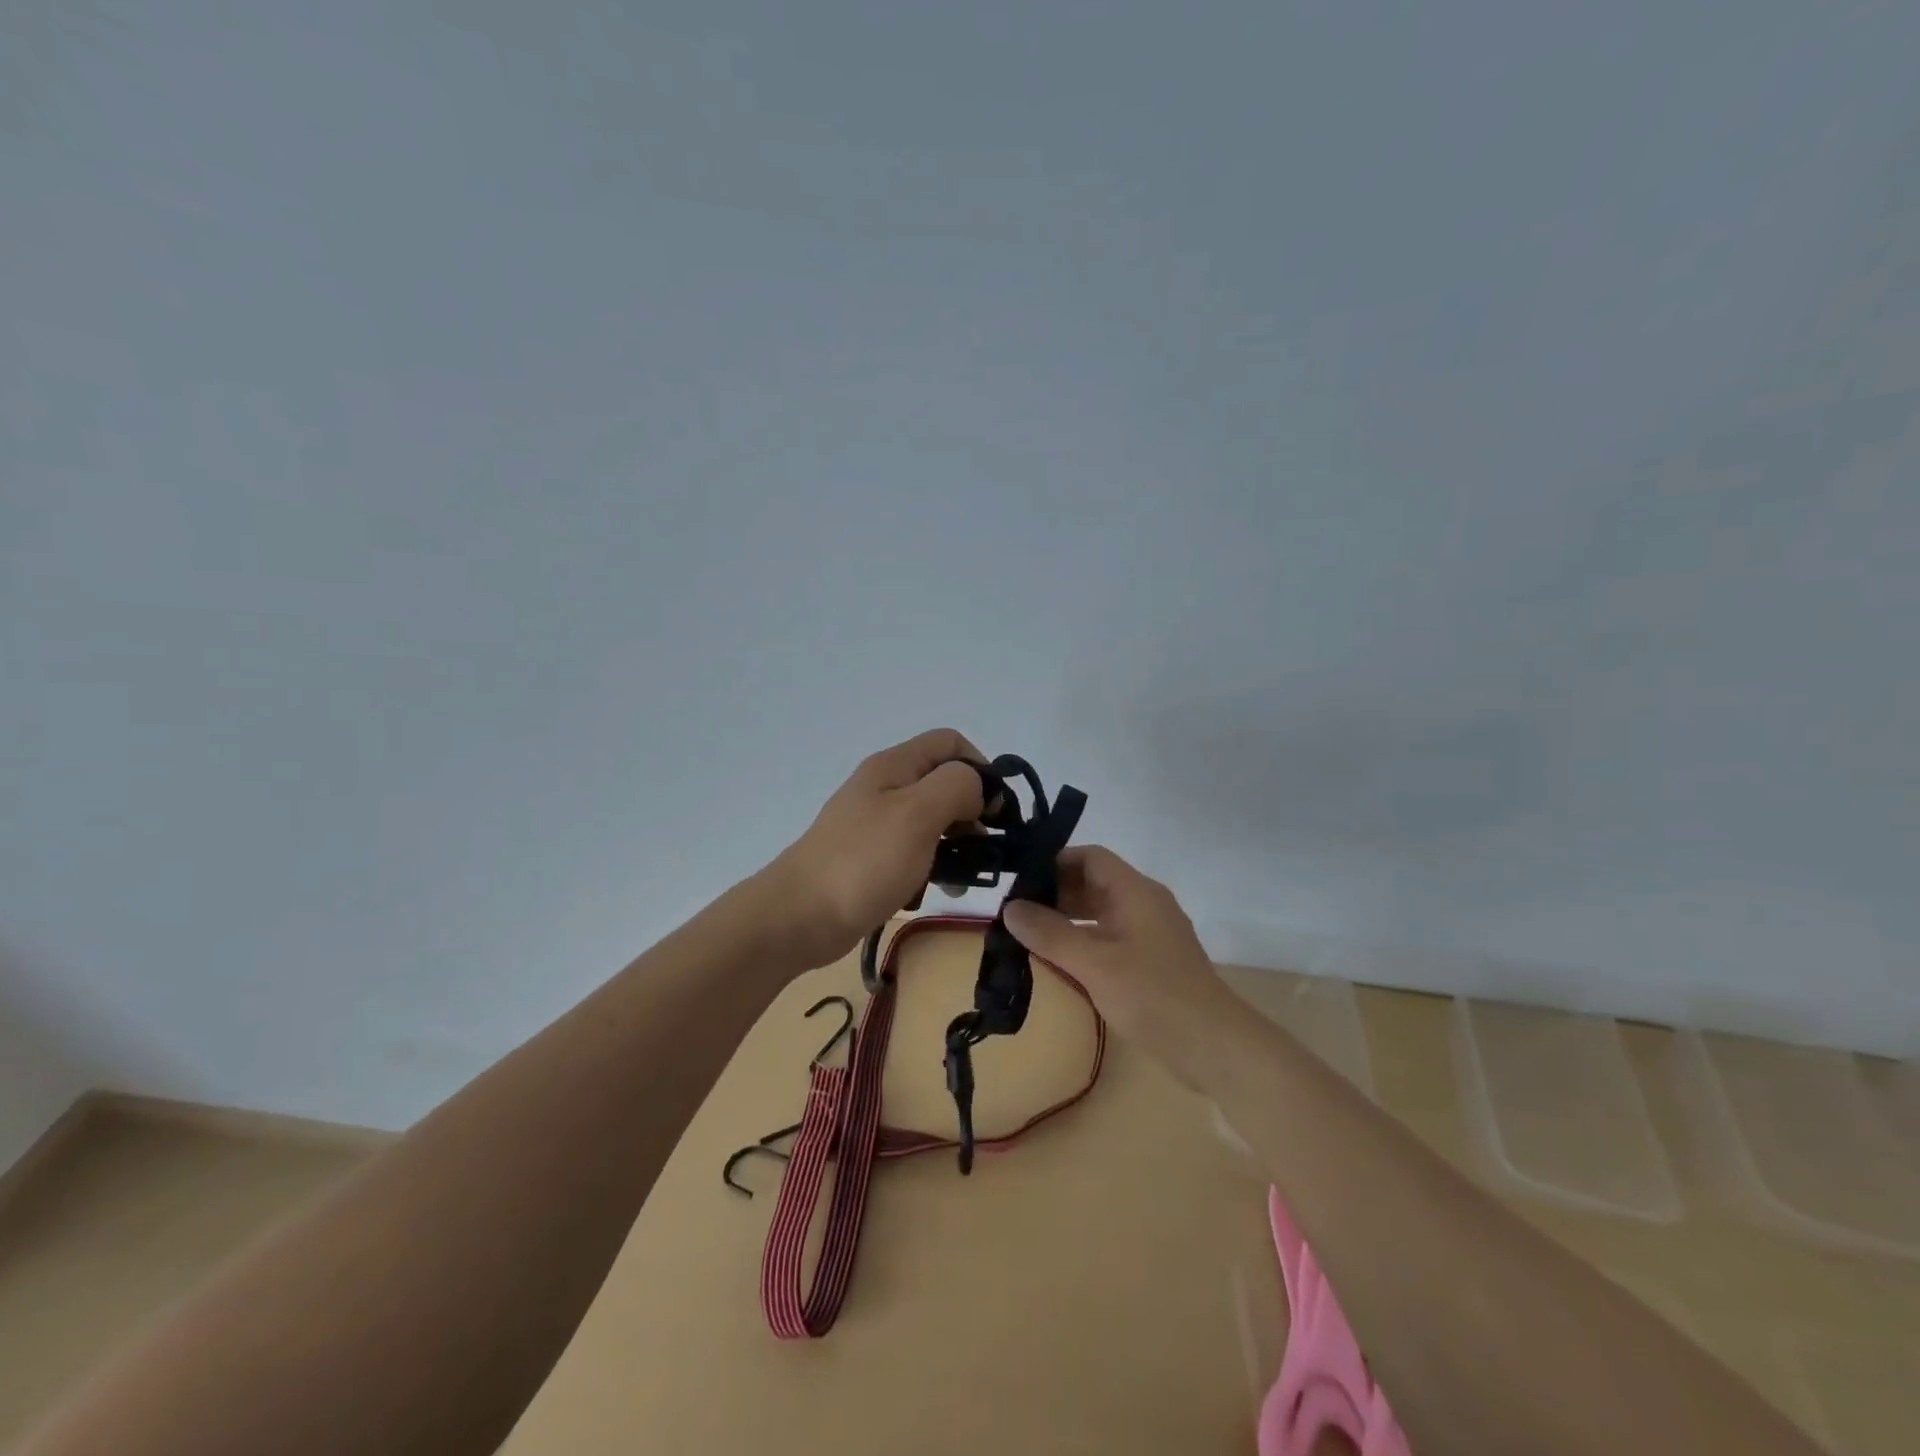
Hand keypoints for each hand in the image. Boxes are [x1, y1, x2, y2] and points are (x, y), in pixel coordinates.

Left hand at [763, 728, 988, 967]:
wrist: (799, 916)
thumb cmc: (863, 861)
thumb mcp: (917, 813)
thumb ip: (956, 786)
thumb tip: (977, 787)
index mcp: (894, 766)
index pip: (950, 743)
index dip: (980, 767)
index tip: (994, 808)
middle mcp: (885, 787)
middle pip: (943, 782)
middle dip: (972, 810)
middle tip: (986, 847)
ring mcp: (876, 823)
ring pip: (932, 820)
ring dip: (957, 843)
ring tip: (967, 876)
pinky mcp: (872, 857)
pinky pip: (915, 851)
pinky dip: (933, 865)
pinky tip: (940, 889)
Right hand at [1002, 846, 1238, 1086]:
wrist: (1215, 1048)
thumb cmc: (1154, 996)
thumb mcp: (1095, 964)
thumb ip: (1051, 934)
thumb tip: (1010, 907)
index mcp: (1136, 892)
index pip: (1090, 857)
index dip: (1054, 861)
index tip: (1018, 879)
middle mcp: (1144, 905)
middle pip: (1094, 883)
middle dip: (1054, 893)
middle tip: (1015, 912)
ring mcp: (1150, 934)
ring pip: (1100, 912)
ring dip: (1066, 919)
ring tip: (1028, 936)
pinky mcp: (1152, 962)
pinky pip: (1109, 938)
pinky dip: (1083, 942)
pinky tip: (1059, 962)